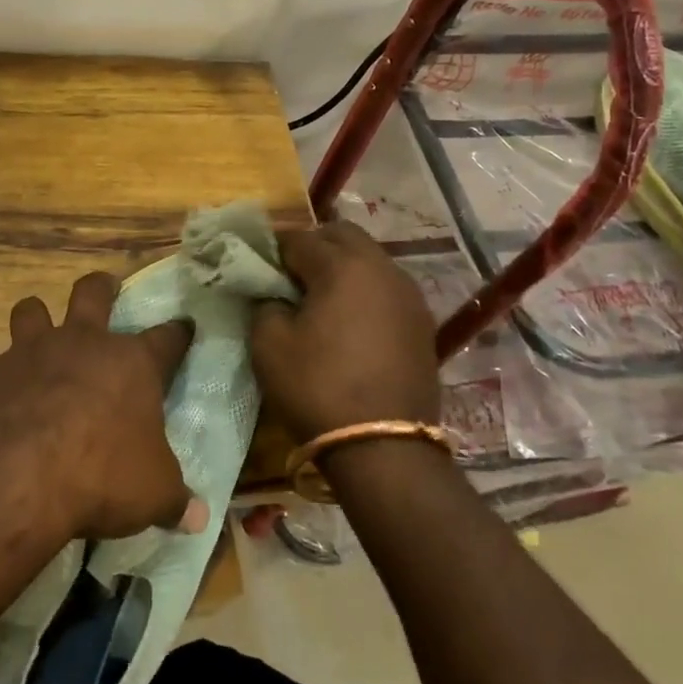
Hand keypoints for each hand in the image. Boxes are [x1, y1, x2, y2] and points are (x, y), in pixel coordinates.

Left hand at [0, 272, 203, 540]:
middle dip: (101, 286)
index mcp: (131, 364)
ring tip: (39, 327)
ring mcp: (31, 353)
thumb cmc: (102, 477)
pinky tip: (2, 400)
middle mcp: (83, 344)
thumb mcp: (153, 494)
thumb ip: (174, 499)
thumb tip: (197, 518)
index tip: (184, 327)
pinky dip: (2, 378)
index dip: (178, 333)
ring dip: (37, 317)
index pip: (167, 338)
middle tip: (106, 286)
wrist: (18, 479)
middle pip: (92, 293)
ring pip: (32, 310)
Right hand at [250, 222, 439, 440]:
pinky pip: (387, 288)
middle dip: (314, 246)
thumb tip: (275, 294)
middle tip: (291, 276)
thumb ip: (265, 304)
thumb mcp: (269, 345)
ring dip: (343, 266)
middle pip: (343, 236)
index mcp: (342, 266)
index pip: (299, 238)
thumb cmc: (318, 388)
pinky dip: (365, 291)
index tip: (259, 268)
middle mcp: (381, 268)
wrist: (384, 448)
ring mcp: (408, 294)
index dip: (274, 250)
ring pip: (370, 259)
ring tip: (321, 299)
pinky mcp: (422, 322)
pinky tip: (351, 320)